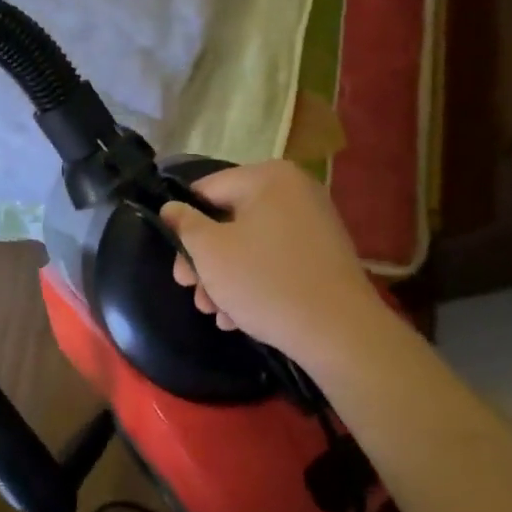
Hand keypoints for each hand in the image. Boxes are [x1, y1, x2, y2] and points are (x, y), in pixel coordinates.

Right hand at [159, 161, 378, 357]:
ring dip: (224, 277)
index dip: (183, 224)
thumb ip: (184, 224)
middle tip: (190, 290)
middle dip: (205, 259)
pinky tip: (238, 316)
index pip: (206, 190)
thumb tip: (170, 209)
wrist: (341, 333)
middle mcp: (294, 191)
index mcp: (268, 177)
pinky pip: (276, 259)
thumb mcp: (210, 252)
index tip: (176, 260)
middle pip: (228, 219)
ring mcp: (314, 223)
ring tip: (213, 312)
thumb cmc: (265, 282)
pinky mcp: (324, 256)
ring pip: (250, 244)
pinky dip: (254, 281)